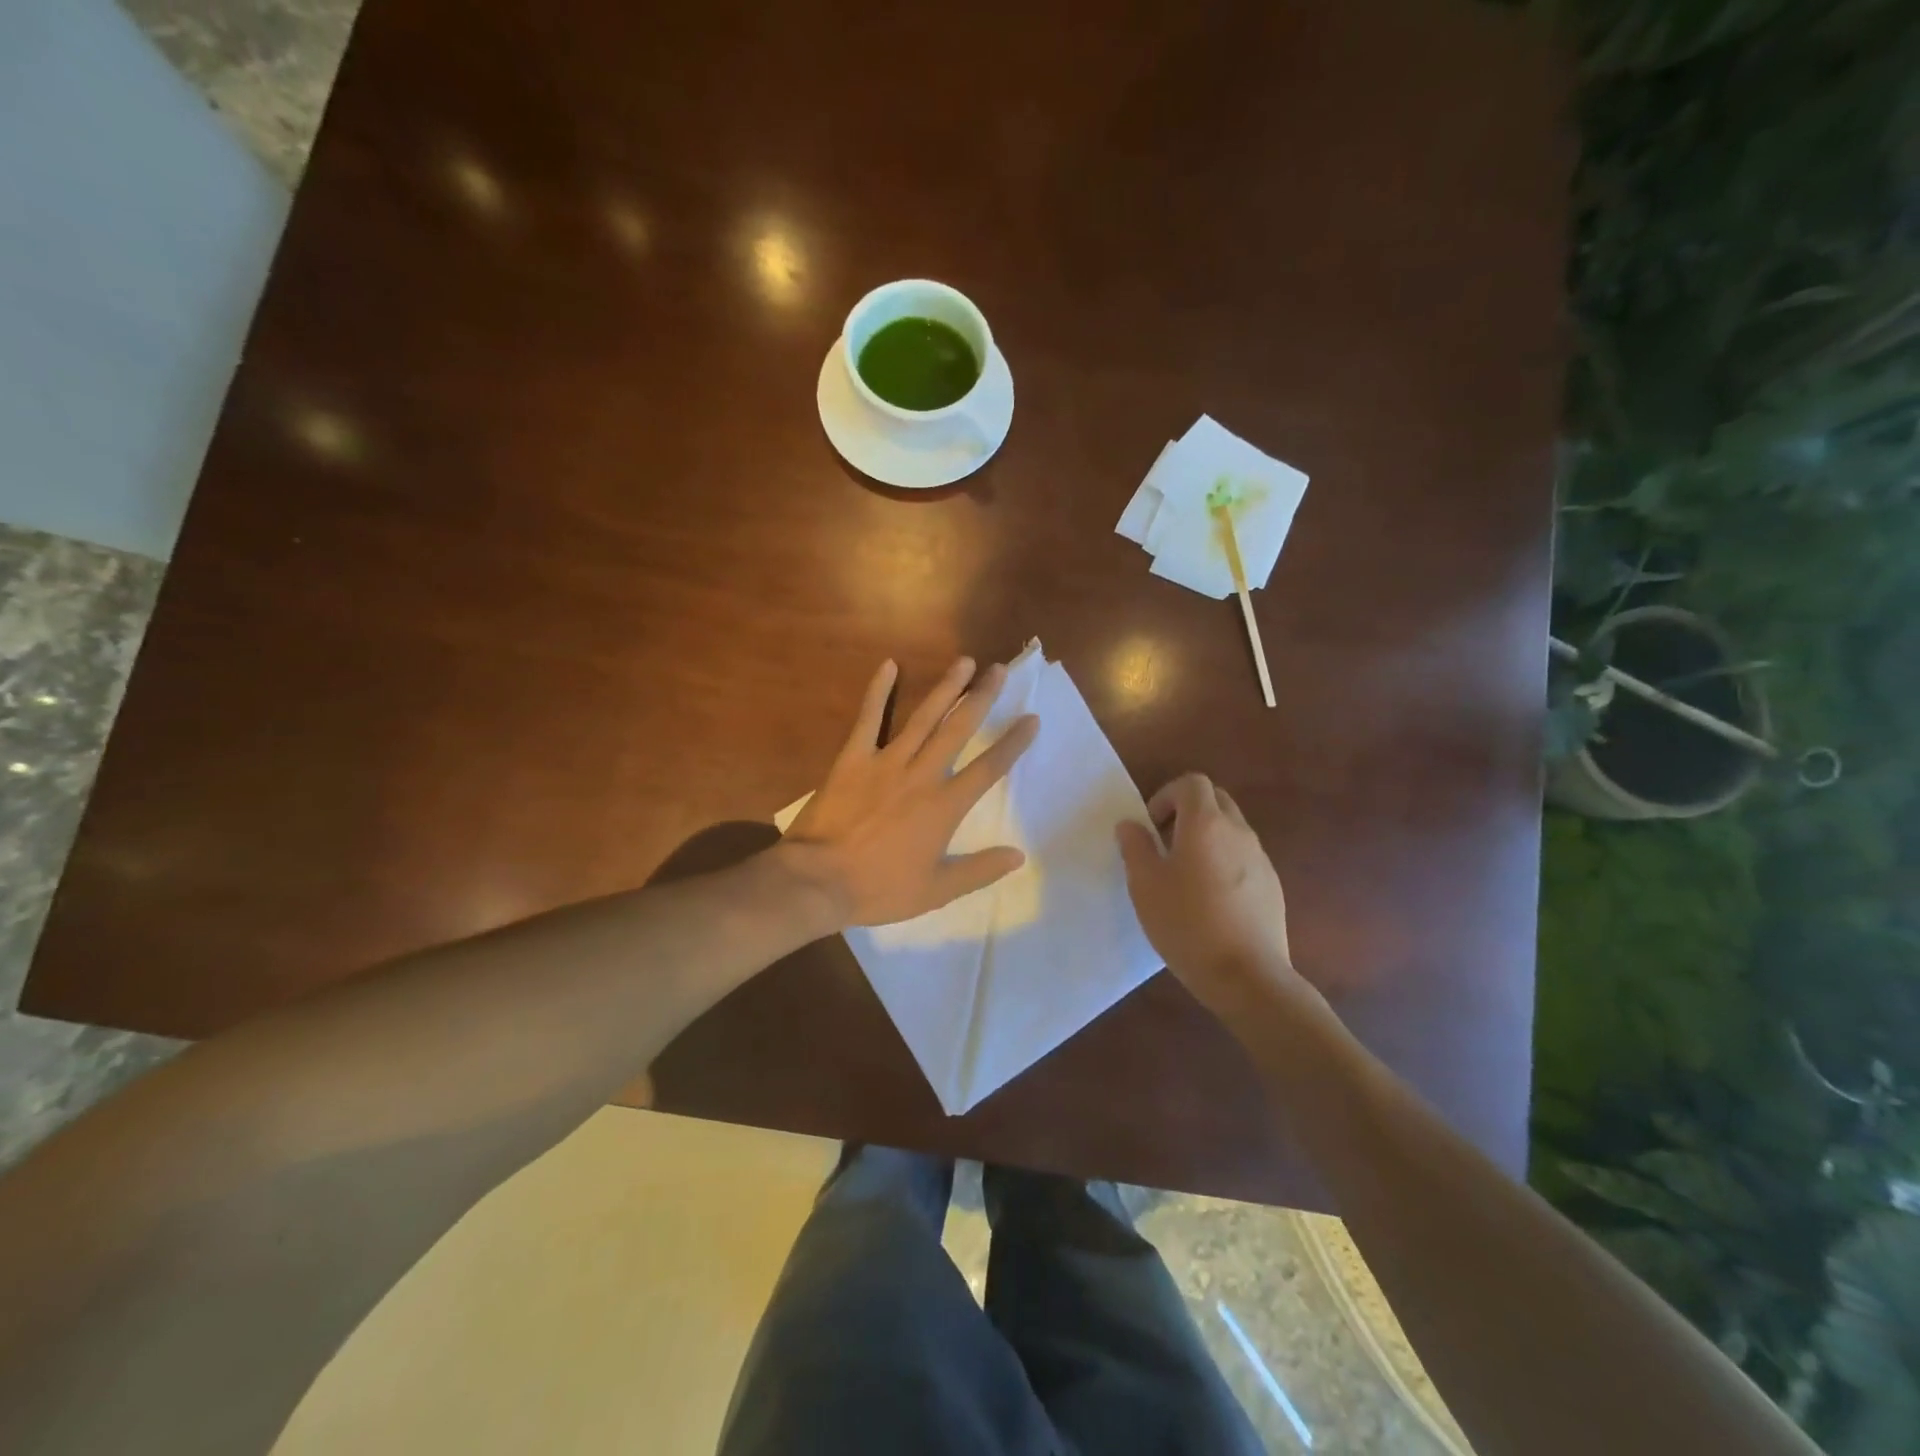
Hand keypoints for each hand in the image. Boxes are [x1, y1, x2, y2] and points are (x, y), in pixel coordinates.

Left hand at [778, 658, 1038, 929]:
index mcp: (944, 806)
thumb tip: (1018, 855)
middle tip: (999, 669)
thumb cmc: (879, 888)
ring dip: (945, 688)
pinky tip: (889, 665)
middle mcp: (921, 775)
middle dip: (981, 698)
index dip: (1013, 743)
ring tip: (964, 661)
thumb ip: (979, 870)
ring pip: (923, 717)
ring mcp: (886, 762)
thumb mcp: (936, 891)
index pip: (989, 769)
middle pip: (958, 729)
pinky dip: (878, 691)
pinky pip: (869, 719)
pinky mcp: (853, 758)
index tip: (1031, 718)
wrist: (819, 880)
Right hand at [1116, 774, 1309, 1018]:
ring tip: (1184, 877)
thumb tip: (1131, 824)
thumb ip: (1135, 847)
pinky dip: (1224, 864)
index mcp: (1206, 823)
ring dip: (1205, 839)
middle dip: (1187, 812)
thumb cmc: (1187, 923)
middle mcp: (1239, 832)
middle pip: (1215, 801)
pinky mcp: (1272, 887)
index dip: (1167, 796)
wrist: (1247, 976)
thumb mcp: (1145, 884)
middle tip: (1164, 845)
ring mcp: (1261, 859)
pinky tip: (1209, 902)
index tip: (1151, 827)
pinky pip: (1243, 859)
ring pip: (1231, 831)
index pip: (1192, 783)